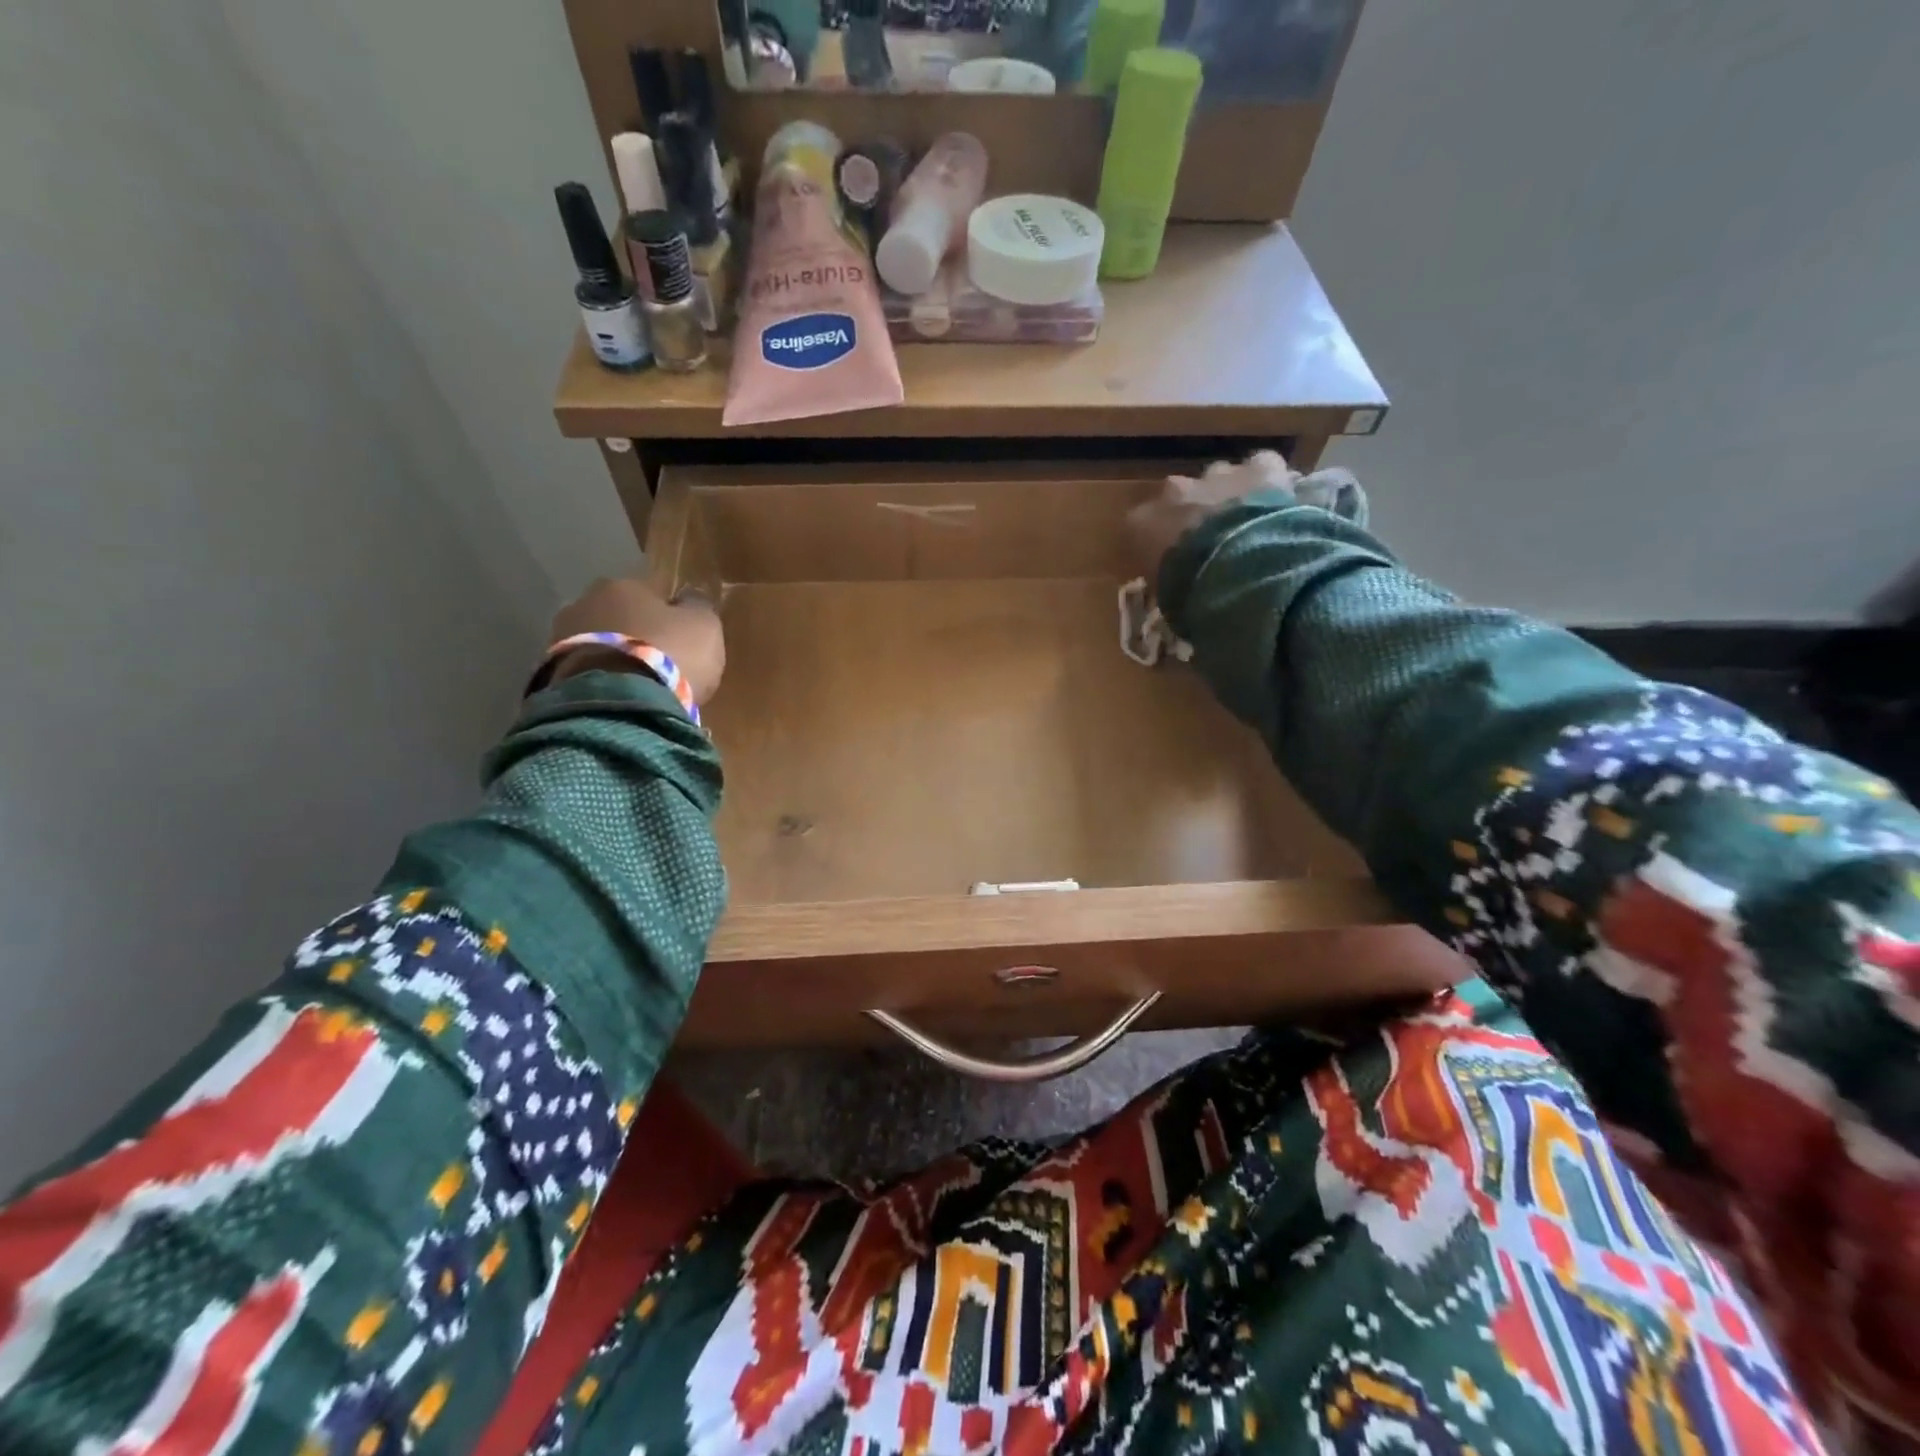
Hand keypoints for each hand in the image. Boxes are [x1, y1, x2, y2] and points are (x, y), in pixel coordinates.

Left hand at [547, 579, 726, 704]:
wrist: (619, 703)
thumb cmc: (670, 655)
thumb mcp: (704, 627)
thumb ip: (698, 607)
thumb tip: (690, 597)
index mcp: (623, 585)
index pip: (650, 593)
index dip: (668, 615)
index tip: (681, 638)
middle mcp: (585, 602)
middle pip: (618, 616)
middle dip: (635, 634)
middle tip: (658, 662)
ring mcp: (560, 639)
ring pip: (598, 643)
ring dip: (614, 658)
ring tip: (638, 685)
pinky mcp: (549, 674)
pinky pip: (584, 672)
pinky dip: (601, 681)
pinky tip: (619, 698)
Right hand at [1125, 451, 1294, 584]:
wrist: (1240, 571)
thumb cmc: (1192, 593)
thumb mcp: (1167, 599)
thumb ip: (1167, 584)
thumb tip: (1177, 591)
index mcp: (1141, 524)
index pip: (1140, 527)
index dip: (1158, 542)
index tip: (1170, 561)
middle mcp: (1174, 491)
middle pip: (1180, 496)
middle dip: (1193, 513)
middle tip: (1210, 541)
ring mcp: (1217, 475)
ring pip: (1219, 477)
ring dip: (1228, 495)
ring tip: (1244, 523)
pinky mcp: (1259, 469)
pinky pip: (1261, 466)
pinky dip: (1266, 480)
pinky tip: (1275, 500)